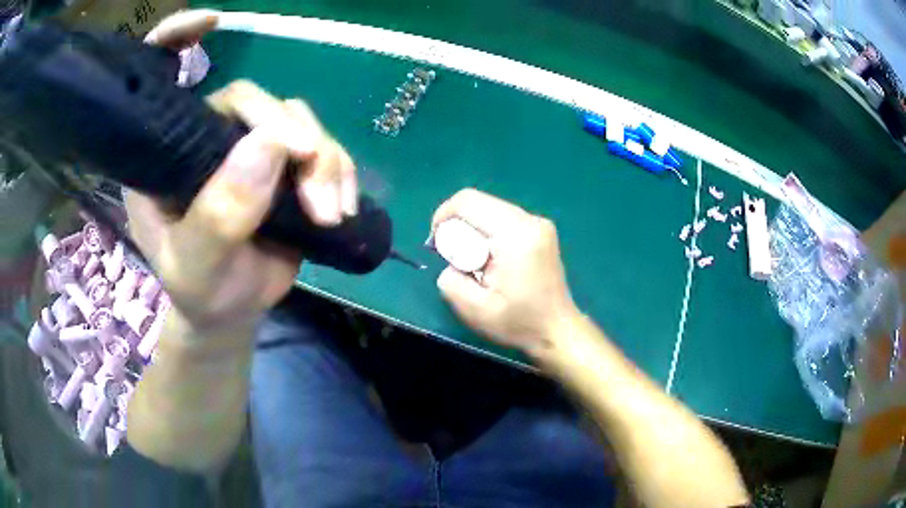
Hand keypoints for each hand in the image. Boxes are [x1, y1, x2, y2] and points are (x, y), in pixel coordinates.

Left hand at [126, 11, 357, 337]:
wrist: (232, 311)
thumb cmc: (200, 292)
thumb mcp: (197, 267)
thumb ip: (219, 215)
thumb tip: (271, 144)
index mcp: (165, 155)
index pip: (161, 80)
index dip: (178, 39)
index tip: (211, 23)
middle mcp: (205, 140)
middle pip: (250, 101)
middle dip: (286, 135)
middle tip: (310, 179)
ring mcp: (247, 150)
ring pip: (294, 121)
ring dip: (322, 161)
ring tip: (328, 212)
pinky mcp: (283, 165)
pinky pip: (321, 147)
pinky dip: (338, 171)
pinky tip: (340, 206)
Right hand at [432, 189, 578, 356]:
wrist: (557, 330)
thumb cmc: (519, 323)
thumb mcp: (475, 310)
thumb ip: (451, 281)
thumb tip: (450, 263)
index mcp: (516, 235)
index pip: (469, 202)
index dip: (443, 215)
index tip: (437, 243)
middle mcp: (530, 221)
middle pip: (480, 203)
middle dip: (458, 225)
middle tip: (454, 257)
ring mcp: (539, 223)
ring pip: (491, 209)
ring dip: (473, 230)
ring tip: (472, 262)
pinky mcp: (541, 230)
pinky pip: (504, 219)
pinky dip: (488, 233)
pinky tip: (490, 259)